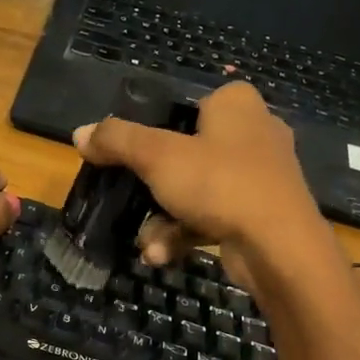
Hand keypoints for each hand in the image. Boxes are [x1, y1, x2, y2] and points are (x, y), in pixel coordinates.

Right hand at [72, 82, 332, 285]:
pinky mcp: (260, 213)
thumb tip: (80, 133)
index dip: (152, 128)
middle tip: (126, 201)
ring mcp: (259, 176)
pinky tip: (162, 255)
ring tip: (147, 244)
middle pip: (183, 153)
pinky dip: (184, 234)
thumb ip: (117, 140)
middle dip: (150, 189)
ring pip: (194, 191)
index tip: (126, 154)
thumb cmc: (220, 183)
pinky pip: (211, 216)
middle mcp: (252, 133)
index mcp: (235, 104)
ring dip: (162, 220)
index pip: (184, 104)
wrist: (279, 247)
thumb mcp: (157, 156)